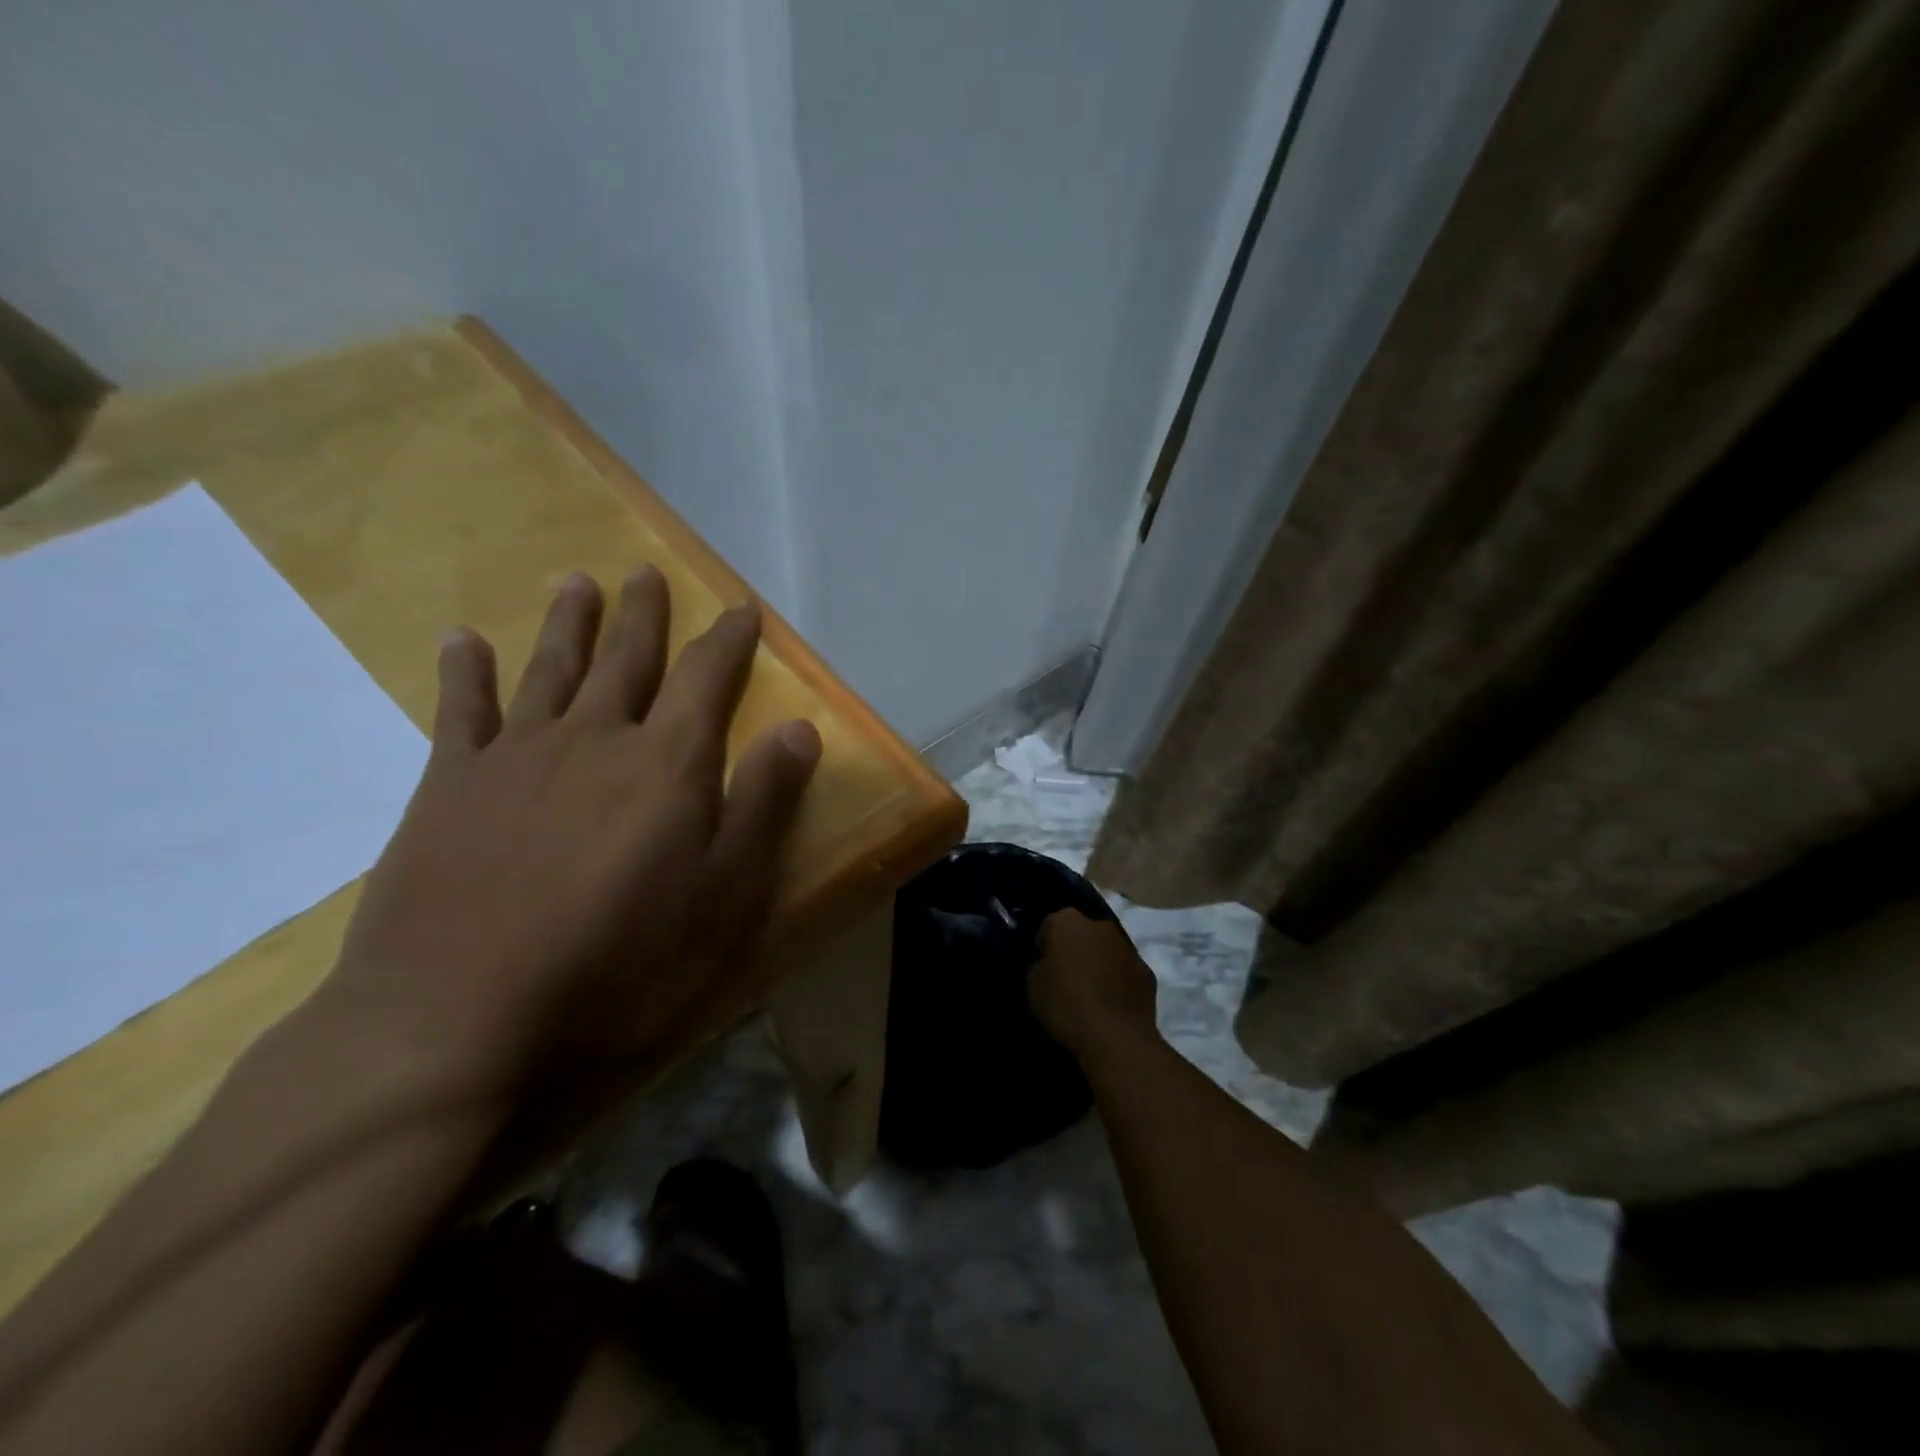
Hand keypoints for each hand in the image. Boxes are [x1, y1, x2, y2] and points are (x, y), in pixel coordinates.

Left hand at [311, 566, 820, 1094]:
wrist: (458, 1018)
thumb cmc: (620, 962)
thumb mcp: (725, 895)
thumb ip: (763, 803)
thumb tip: (801, 727)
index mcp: (666, 763)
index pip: (707, 678)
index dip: (728, 640)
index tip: (741, 608)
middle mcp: (594, 738)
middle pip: (626, 659)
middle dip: (643, 615)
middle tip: (646, 572)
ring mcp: (516, 757)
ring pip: (550, 669)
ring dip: (567, 623)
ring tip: (578, 582)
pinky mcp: (449, 787)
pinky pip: (461, 711)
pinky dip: (464, 672)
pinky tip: (463, 640)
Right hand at [1028, 910, 1159, 1061]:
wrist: (1116, 1037)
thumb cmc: (1066, 1005)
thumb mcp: (1033, 986)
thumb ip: (1039, 966)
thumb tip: (1048, 964)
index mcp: (1067, 921)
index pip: (1049, 927)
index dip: (1044, 948)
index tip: (1043, 970)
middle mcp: (1100, 925)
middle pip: (1082, 934)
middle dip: (1075, 951)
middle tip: (1066, 980)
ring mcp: (1128, 947)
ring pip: (1106, 951)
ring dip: (1099, 964)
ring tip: (1090, 996)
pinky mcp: (1147, 972)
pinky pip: (1125, 972)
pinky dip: (1118, 983)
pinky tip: (1111, 1007)